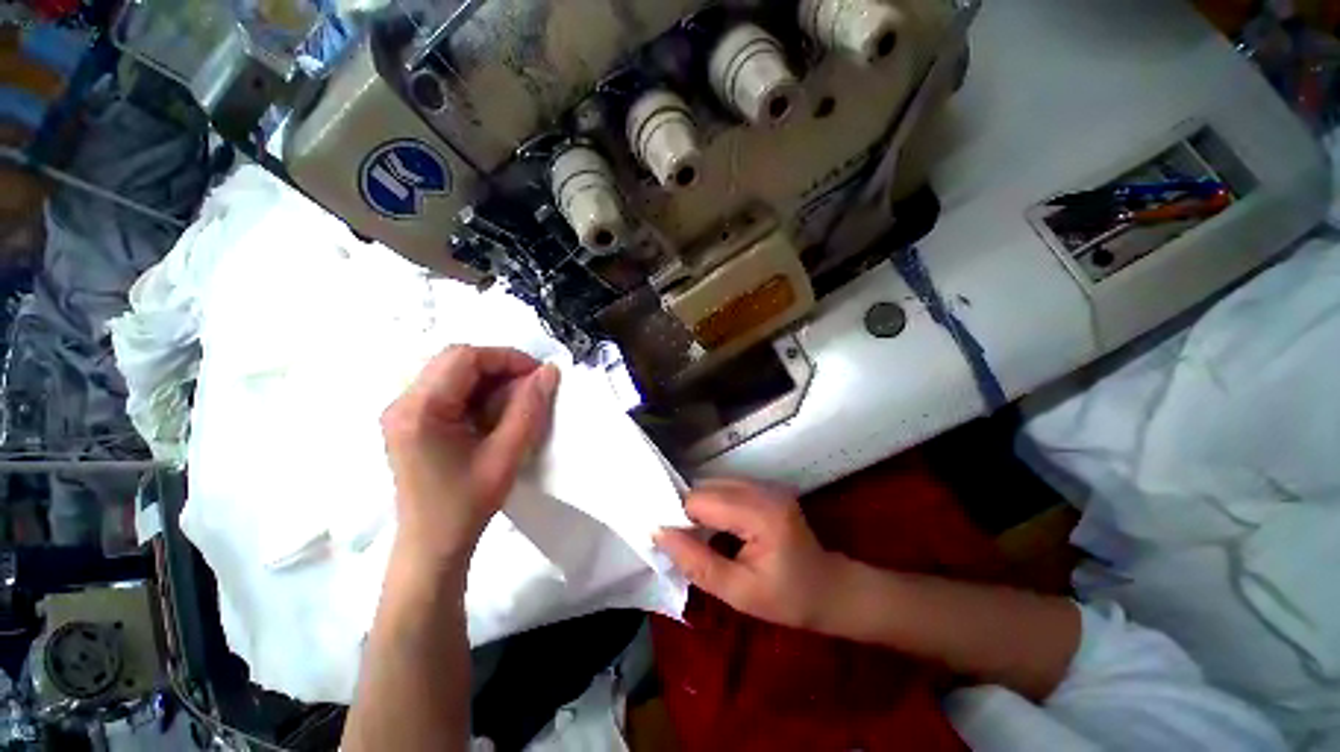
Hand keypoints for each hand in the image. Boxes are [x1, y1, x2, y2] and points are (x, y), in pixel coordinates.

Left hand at [381, 346, 559, 571]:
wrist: (432, 545)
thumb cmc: (466, 505)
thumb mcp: (506, 455)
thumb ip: (529, 409)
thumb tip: (549, 372)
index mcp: (421, 410)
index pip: (465, 357)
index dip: (507, 358)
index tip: (538, 375)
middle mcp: (404, 402)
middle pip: (456, 360)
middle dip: (500, 367)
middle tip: (530, 387)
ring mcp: (404, 411)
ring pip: (453, 371)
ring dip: (490, 379)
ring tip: (516, 401)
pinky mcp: (411, 420)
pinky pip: (449, 388)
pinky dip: (478, 392)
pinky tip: (494, 413)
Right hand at [654, 479, 845, 630]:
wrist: (831, 590)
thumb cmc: (789, 600)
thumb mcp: (739, 594)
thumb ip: (697, 563)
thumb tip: (658, 533)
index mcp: (761, 513)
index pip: (702, 500)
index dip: (681, 518)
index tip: (672, 542)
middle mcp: (763, 489)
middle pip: (706, 486)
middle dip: (688, 511)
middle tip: (686, 543)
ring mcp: (766, 484)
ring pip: (714, 483)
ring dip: (700, 506)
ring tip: (700, 537)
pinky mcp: (765, 486)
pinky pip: (726, 486)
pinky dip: (713, 503)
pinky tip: (717, 526)